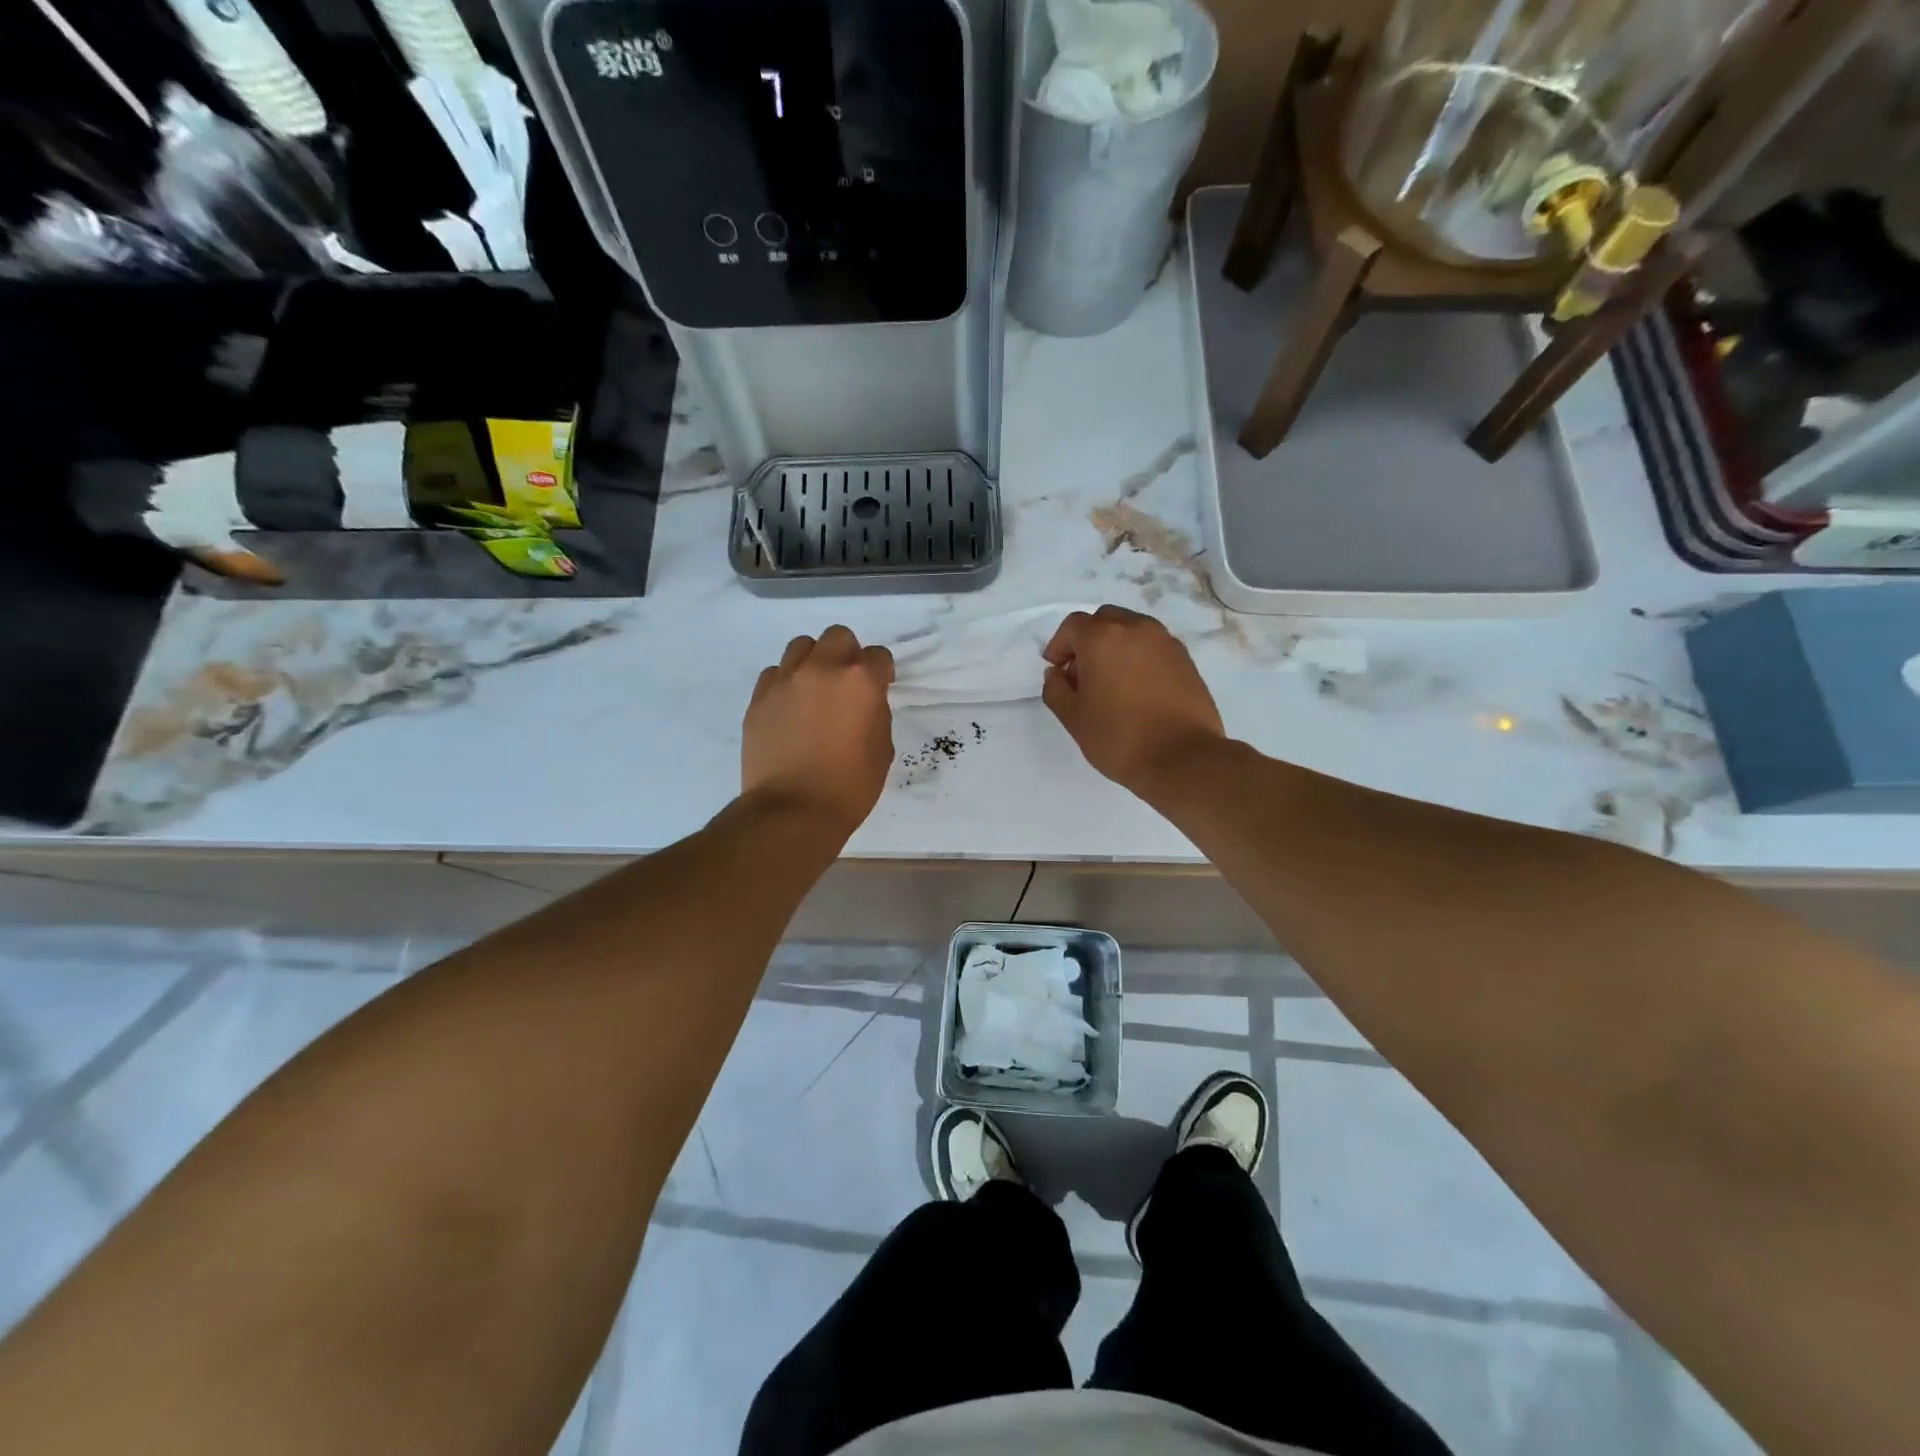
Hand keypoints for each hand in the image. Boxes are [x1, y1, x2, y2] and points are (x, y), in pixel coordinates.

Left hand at [743, 626, 894, 834]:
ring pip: (802, 646)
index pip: (878, 656)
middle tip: (847, 684)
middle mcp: (822, 669)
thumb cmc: (850, 786)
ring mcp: (785, 680)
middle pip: (838, 636)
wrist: (793, 810)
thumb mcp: (882, 749)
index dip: (882, 672)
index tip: (880, 689)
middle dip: (848, 655)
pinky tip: (790, 708)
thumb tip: (864, 703)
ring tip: (815, 690)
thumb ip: (875, 713)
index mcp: (860, 681)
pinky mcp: (759, 697)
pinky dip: (786, 682)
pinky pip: (774, 673)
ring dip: (814, 661)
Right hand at [1042, 606, 1225, 795]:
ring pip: (1132, 630)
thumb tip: (1056, 674)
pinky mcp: (1185, 659)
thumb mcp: (1074, 718)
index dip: (1059, 645)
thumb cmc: (1119, 738)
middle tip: (1081, 674)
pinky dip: (1139, 656)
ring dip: (1115, 646)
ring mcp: (1165, 642)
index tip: (1056, 670)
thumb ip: (1056, 689)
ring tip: (1111, 682)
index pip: (1073, 626)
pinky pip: (1153, 646)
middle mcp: (1136, 629)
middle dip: (1087, 640)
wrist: (1182, 758)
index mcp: (1103, 638)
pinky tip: (1136, 689)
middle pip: (1104, 620)